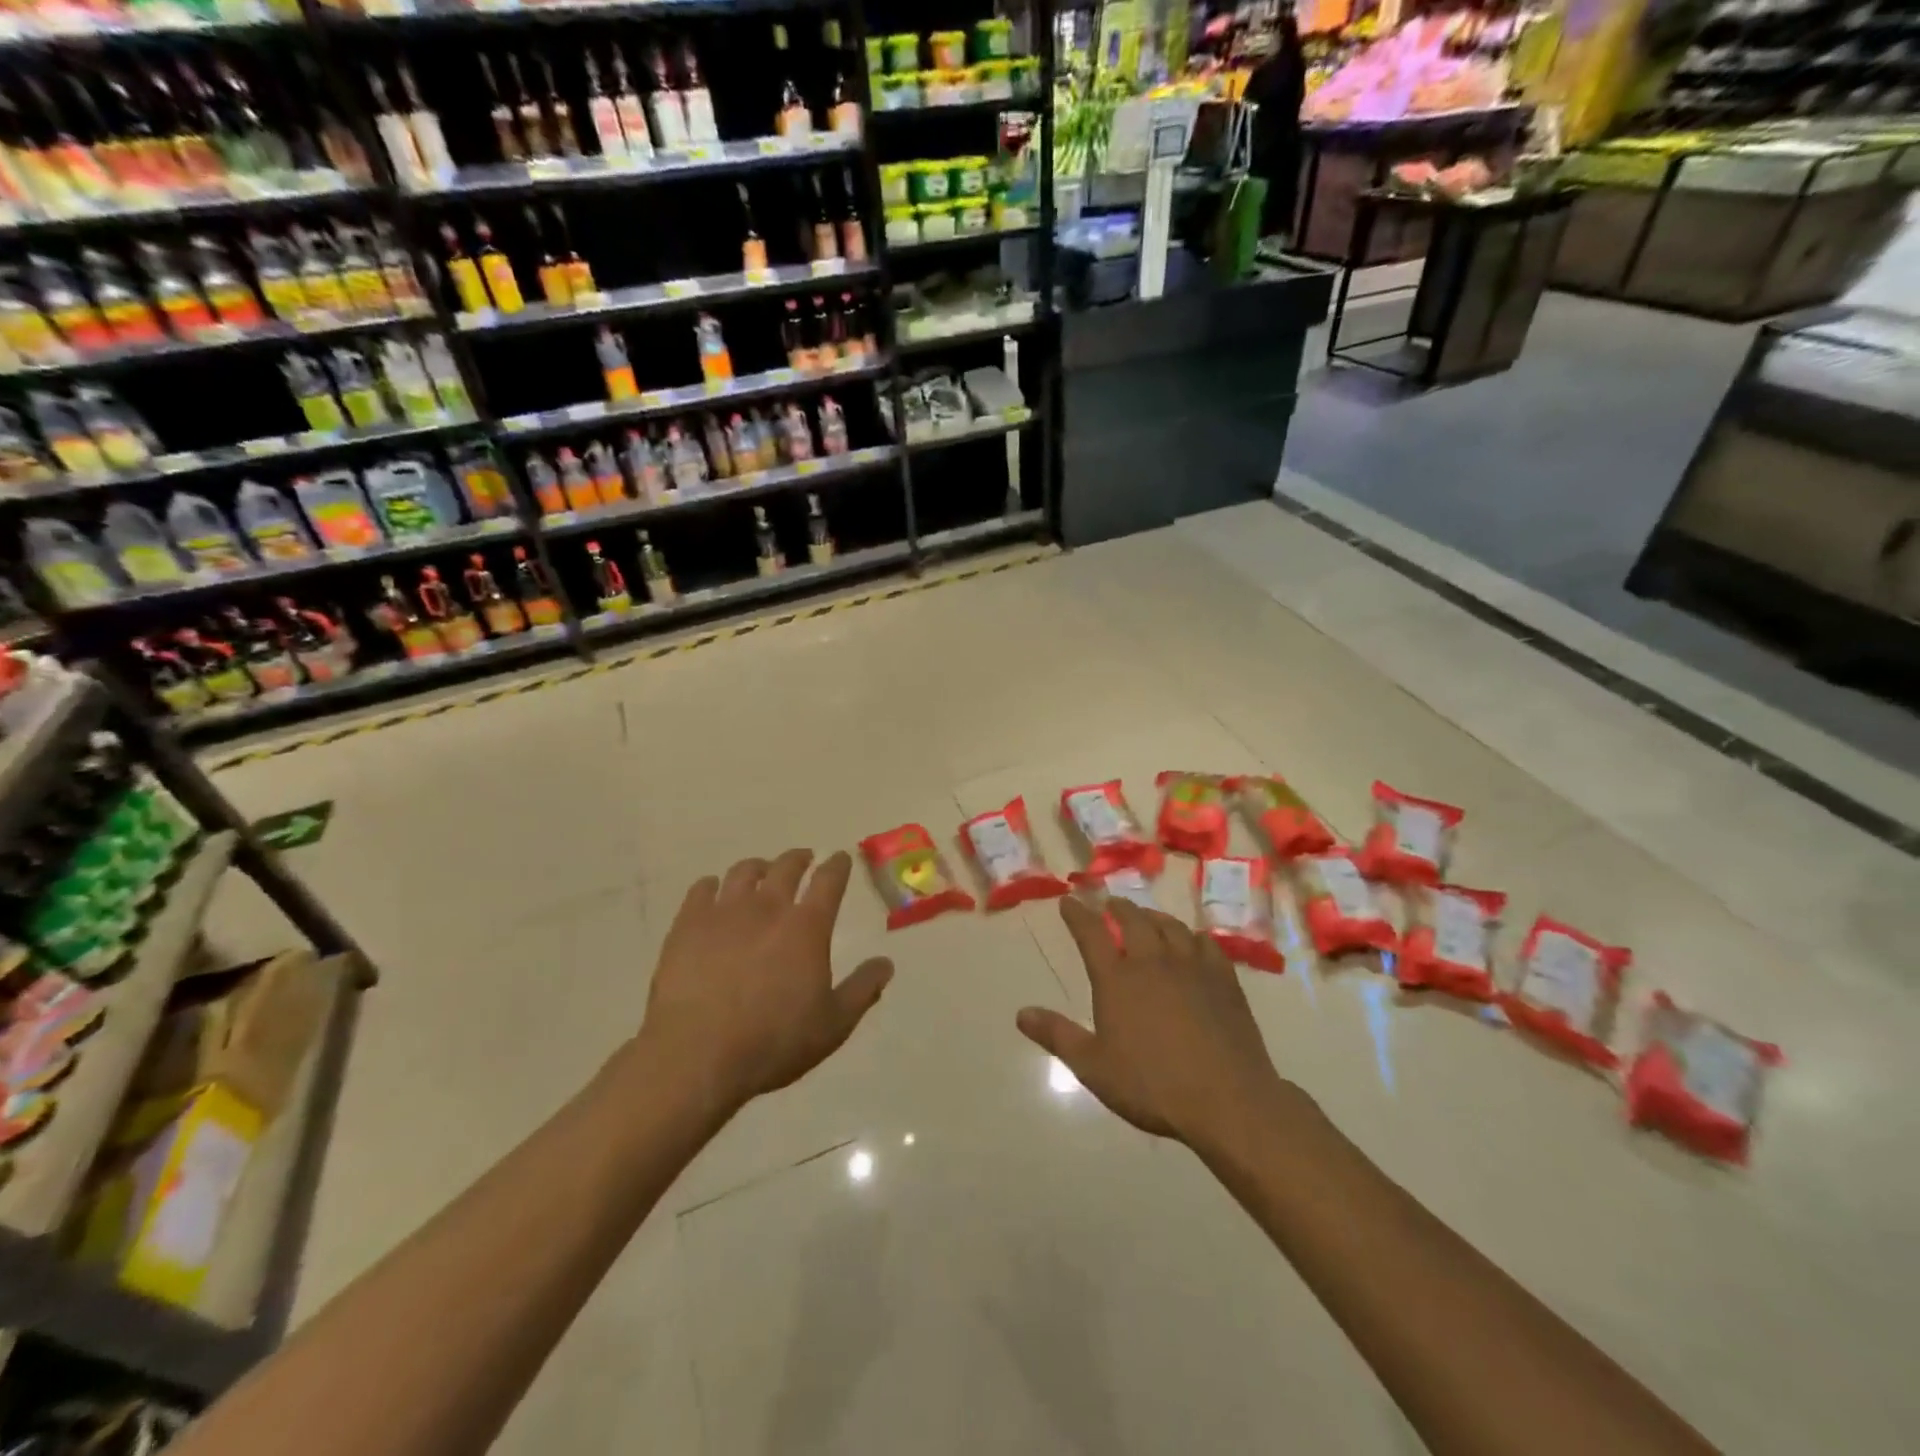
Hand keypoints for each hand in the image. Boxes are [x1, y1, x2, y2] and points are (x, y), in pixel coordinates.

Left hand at [638, 849, 893, 1114]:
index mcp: (807, 927)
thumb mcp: (833, 1025)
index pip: (829, 881)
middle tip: (804, 858)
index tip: (841, 858)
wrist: (697, 1054)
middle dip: (799, 858)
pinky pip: (701, 889)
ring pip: (743, 872)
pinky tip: (712, 889)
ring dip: (758, 866)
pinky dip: (711, 884)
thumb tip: (886, 963)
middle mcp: (768, 907)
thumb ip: (862, 990)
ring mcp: (724, 912)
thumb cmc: (773, 1041)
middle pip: (786, 867)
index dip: (838, 866)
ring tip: (761, 870)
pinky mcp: (687, 925)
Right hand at [1017, 897, 1286, 1147]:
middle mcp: (1152, 960)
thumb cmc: (1152, 1085)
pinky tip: (1192, 942)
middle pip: (1132, 919)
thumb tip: (1021, 1013)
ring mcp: (1191, 966)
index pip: (1091, 933)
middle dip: (1116, 907)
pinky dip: (1192, 936)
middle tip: (1109, 904)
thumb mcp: (1093, 1067)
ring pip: (1169, 925)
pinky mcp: (1223, 978)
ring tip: (1146, 917)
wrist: (1226, 1100)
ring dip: (1153, 916)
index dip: (1077, 914)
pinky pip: (1206, 943)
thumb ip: (1057, 1036)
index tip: (1068, 900)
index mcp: (1117, 979)